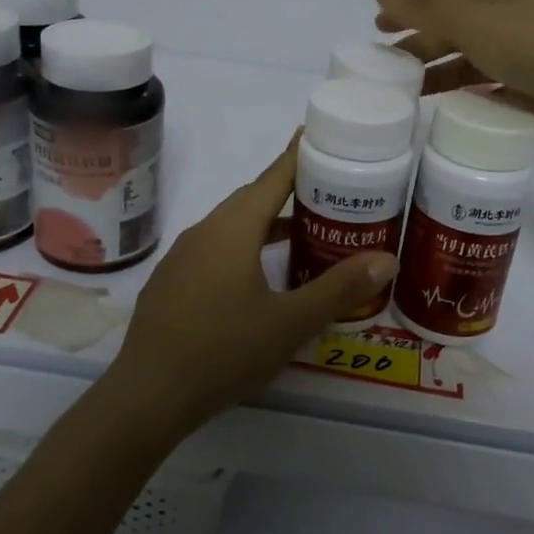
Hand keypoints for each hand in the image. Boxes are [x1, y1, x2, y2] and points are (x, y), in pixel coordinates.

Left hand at [103, 137, 398, 433]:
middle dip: (288, 191)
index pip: (272, 178)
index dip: (298, 155)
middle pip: (251, 198)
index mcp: (232, 230)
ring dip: (265, 223)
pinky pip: (215, 248)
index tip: (319, 136)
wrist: (147, 396)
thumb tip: (386, 259)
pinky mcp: (172, 282)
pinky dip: (243, 246)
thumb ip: (338, 289)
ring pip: (231, 225)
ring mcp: (182, 257)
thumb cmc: (223, 352)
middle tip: (327, 195)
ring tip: (301, 235)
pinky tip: (258, 277)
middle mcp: (204, 231)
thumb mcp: (290, 323)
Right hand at [374, 0, 533, 148]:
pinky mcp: (531, 93)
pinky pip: (489, 91)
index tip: (378, 29)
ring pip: (469, 62)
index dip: (409, 8)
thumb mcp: (472, 21)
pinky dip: (467, 96)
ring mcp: (522, 58)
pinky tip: (447, 108)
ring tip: (409, 92)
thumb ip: (424, 8)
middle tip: (387, 66)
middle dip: (420, 43)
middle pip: (454, 29)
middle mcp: (509, 22)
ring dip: (440, 72)